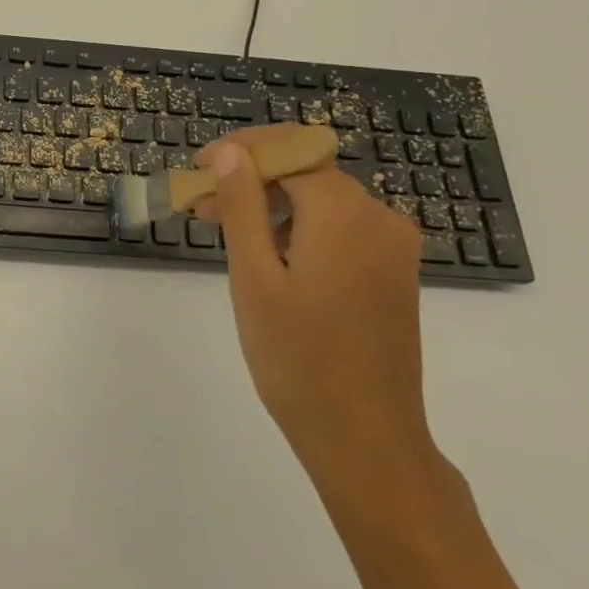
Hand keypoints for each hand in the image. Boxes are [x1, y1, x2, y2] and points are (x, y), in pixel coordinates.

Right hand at [198, 129, 441, 505]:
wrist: (364, 436)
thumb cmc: (297, 357)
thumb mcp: (254, 276)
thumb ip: (242, 205)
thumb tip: (230, 152)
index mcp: (345, 213)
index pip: (288, 152)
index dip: (239, 152)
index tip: (196, 169)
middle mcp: (379, 217)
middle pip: (306, 171)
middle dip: (251, 178)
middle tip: (200, 206)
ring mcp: (392, 246)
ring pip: (322, 199)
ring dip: (271, 203)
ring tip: (224, 230)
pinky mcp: (392, 271)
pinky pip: (341, 227)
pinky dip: (299, 226)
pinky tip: (267, 254)